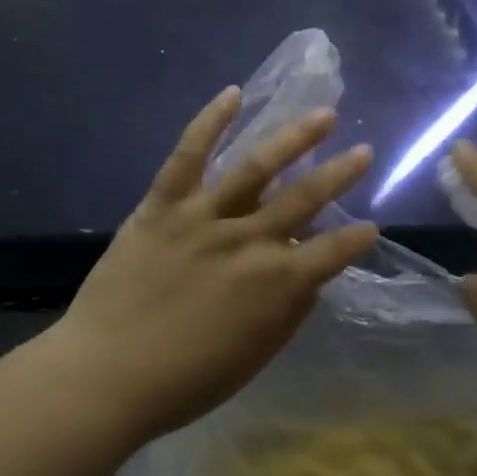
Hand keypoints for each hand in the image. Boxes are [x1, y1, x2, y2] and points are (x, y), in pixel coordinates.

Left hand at [51, 86, 378, 445]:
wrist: (104, 376)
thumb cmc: (185, 381)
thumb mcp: (254, 358)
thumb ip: (288, 314)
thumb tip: (310, 278)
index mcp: (276, 283)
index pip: (334, 252)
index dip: (358, 238)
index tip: (372, 225)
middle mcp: (248, 240)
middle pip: (305, 199)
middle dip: (341, 173)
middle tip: (364, 151)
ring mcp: (203, 217)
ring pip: (257, 167)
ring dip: (294, 138)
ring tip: (322, 115)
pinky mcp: (162, 205)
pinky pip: (188, 155)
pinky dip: (210, 122)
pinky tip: (233, 94)